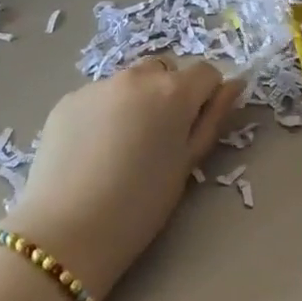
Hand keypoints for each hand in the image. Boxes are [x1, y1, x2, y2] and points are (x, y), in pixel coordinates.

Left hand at [2, 59, 241, 299]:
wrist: (68, 230)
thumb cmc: (140, 205)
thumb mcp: (187, 164)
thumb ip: (213, 118)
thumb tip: (233, 84)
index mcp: (173, 91)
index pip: (206, 72)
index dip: (206, 96)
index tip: (194, 127)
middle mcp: (136, 76)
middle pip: (165, 70)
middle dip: (169, 92)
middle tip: (159, 137)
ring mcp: (98, 84)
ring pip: (129, 81)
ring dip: (135, 99)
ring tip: (122, 145)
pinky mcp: (68, 98)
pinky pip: (98, 96)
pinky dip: (103, 112)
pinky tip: (92, 150)